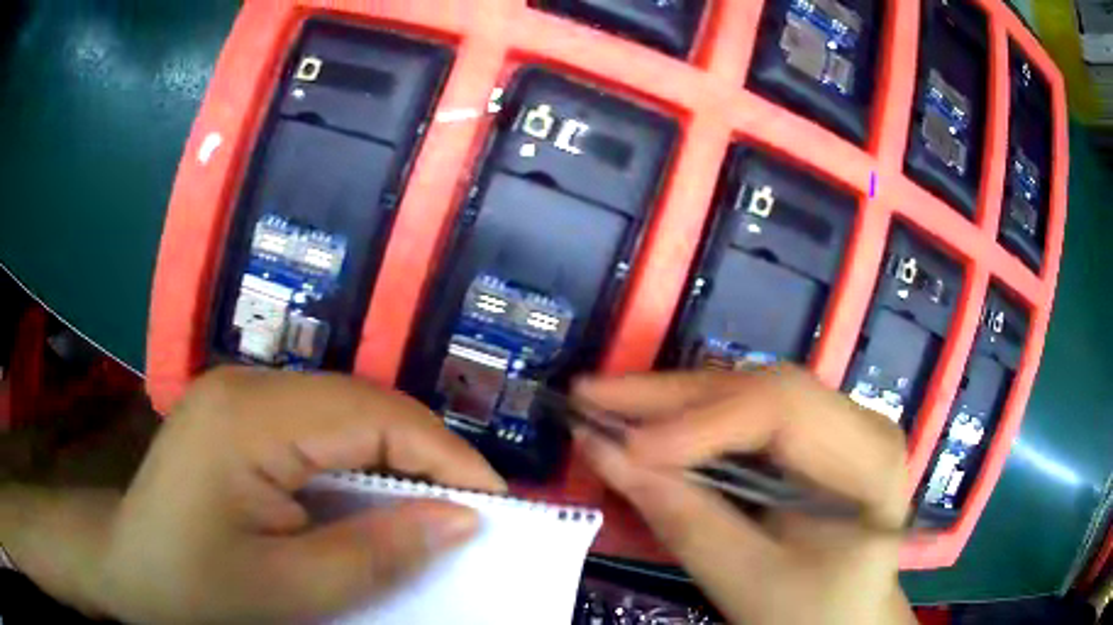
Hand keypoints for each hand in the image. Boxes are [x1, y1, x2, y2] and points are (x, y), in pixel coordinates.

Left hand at [96, 367, 504, 623]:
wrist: (127, 566)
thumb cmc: (195, 587)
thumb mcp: (290, 591)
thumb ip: (378, 555)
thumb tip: (461, 521)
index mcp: (249, 417)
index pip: (373, 414)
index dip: (446, 456)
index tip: (495, 507)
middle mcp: (246, 382)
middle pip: (362, 403)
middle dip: (425, 457)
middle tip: (467, 515)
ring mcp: (239, 391)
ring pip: (344, 410)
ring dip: (393, 458)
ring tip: (428, 510)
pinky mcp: (238, 410)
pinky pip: (318, 424)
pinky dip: (358, 460)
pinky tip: (367, 498)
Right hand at [574, 366, 915, 624]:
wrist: (846, 620)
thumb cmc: (810, 613)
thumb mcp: (747, 580)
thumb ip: (681, 517)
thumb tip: (603, 451)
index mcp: (868, 459)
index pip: (784, 410)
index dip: (698, 421)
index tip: (622, 444)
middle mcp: (861, 422)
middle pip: (763, 389)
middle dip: (673, 396)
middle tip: (592, 395)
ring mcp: (841, 424)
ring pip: (751, 393)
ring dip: (678, 403)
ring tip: (611, 405)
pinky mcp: (817, 437)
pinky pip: (750, 415)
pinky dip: (696, 422)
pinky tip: (654, 425)